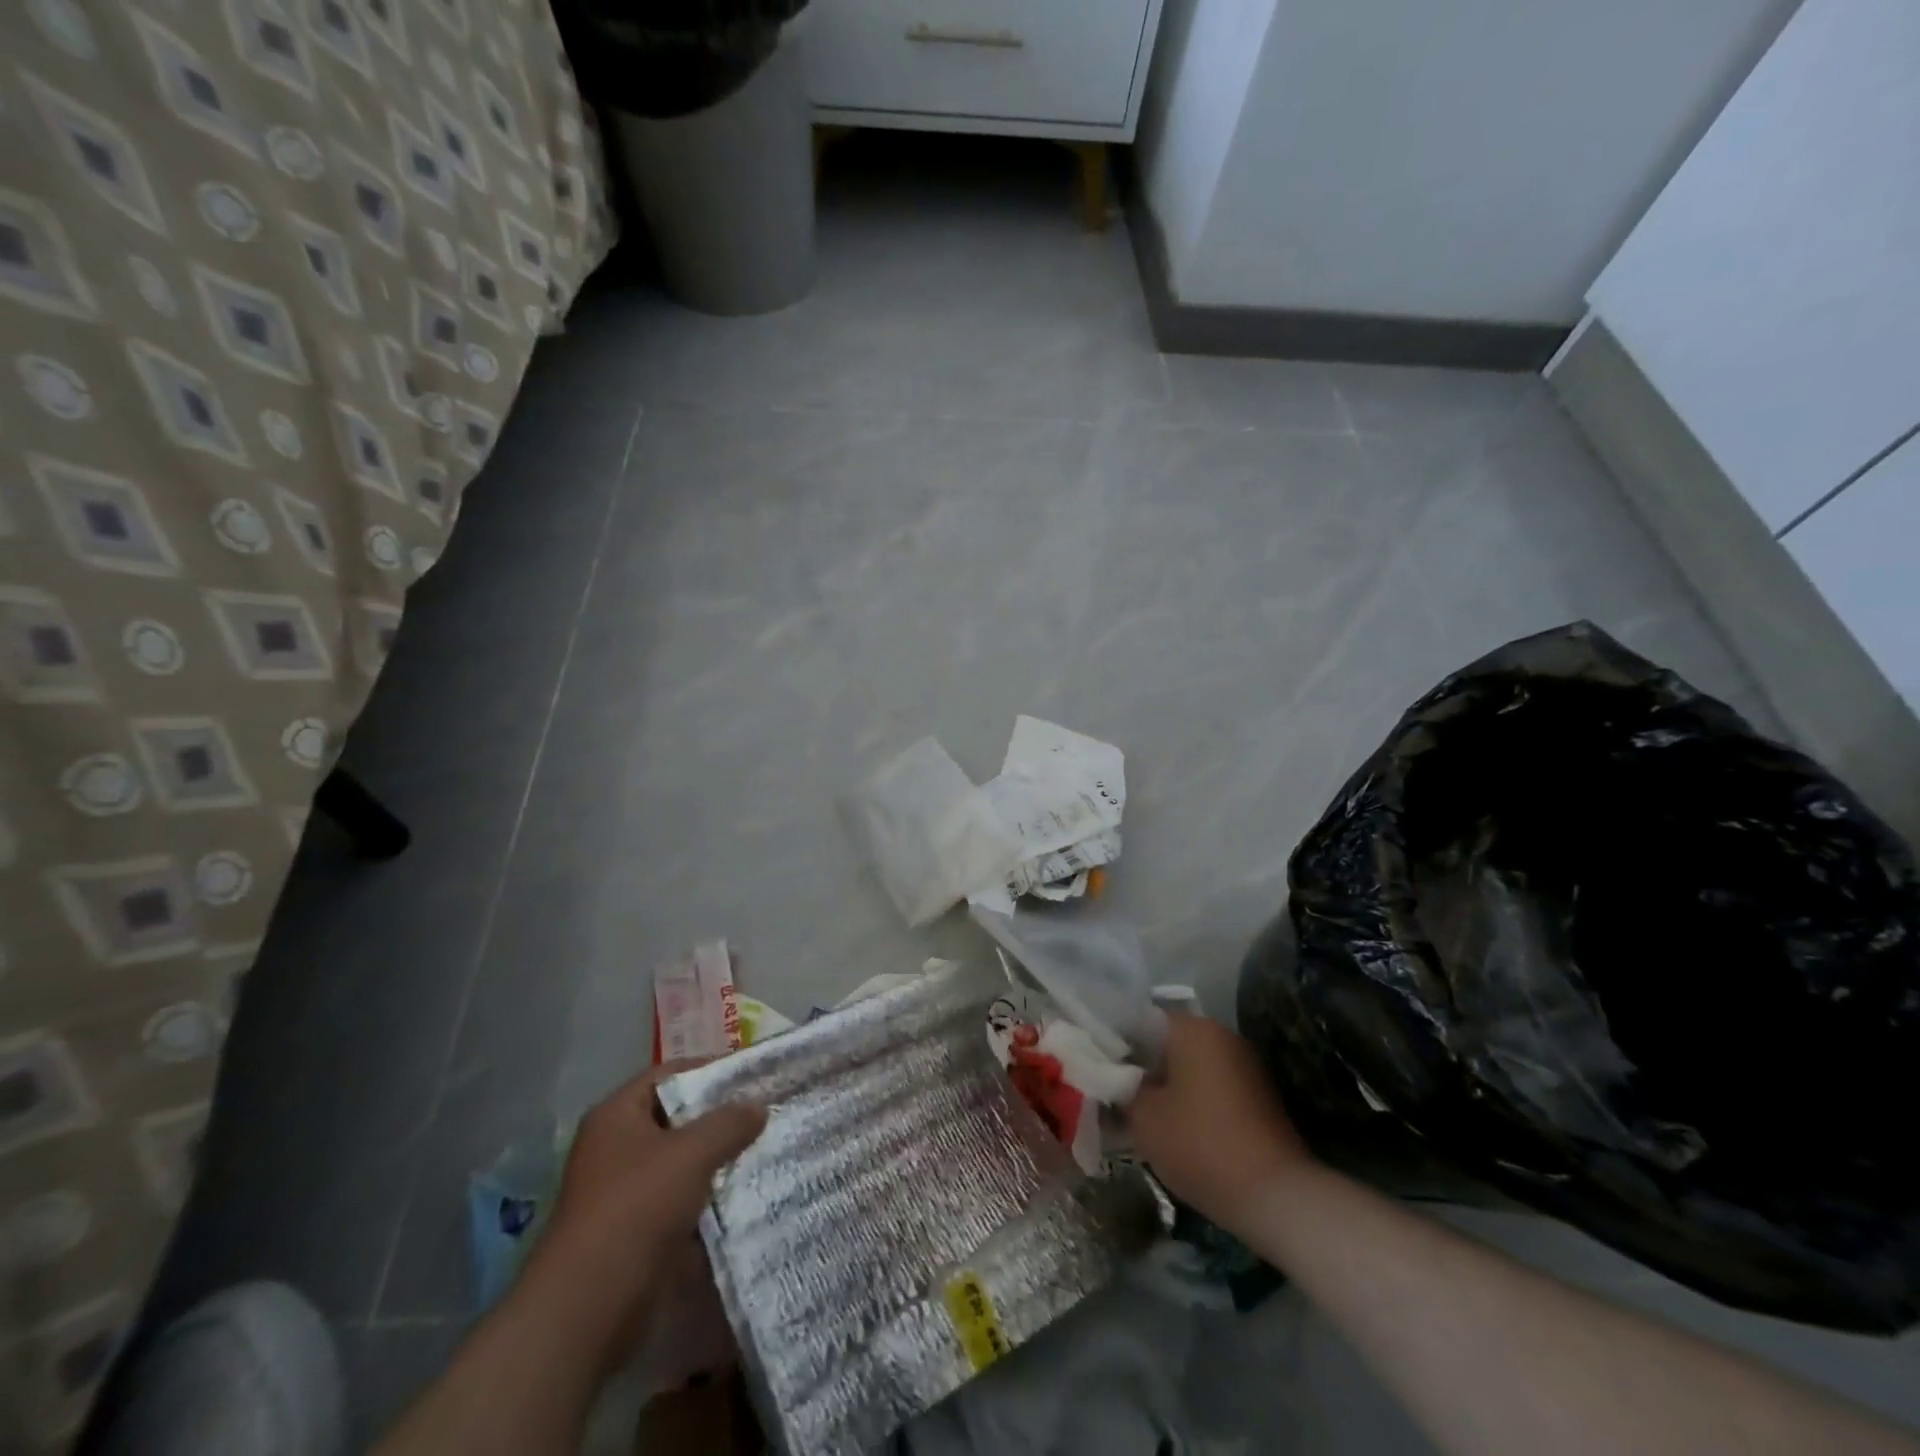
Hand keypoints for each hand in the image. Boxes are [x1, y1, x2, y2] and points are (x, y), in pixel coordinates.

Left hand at [519, 1064, 765, 1370]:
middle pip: (677, 1119)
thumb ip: (729, 1123)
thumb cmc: (636, 1208)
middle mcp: (616, 1147)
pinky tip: (746, 1196)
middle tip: (766, 1113)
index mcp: (617, 1115)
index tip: (752, 1076)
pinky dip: (709, 1199)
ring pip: (681, 1163)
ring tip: (765, 1151)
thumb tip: (758, 1107)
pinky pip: (681, 1201)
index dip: (710, 1070)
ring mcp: (623, 1192)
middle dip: (720, 1118)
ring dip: (718, 1161)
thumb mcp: (691, 1153)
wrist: (589, 1308)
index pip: (669, 1075)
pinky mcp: (636, 1232)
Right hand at [1126, 1012, 1316, 1235]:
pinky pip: (1211, 1087)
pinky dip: (1191, 1101)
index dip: (1115, 1044)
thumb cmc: (1202, 1145)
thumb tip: (1118, 1080)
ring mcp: (1244, 1064)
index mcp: (1192, 1028)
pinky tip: (1176, 1130)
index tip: (1098, 1069)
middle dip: (1141, 1067)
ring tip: (1141, 1116)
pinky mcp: (1257, 1096)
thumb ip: (1123, 1089)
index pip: (1140, 1021)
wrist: (1278, 1197)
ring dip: (1167, 1086)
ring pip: (1189, 1066)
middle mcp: (1221, 1035)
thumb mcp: (1144, 1118)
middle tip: (1115, 1095)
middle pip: (1166, 1043)